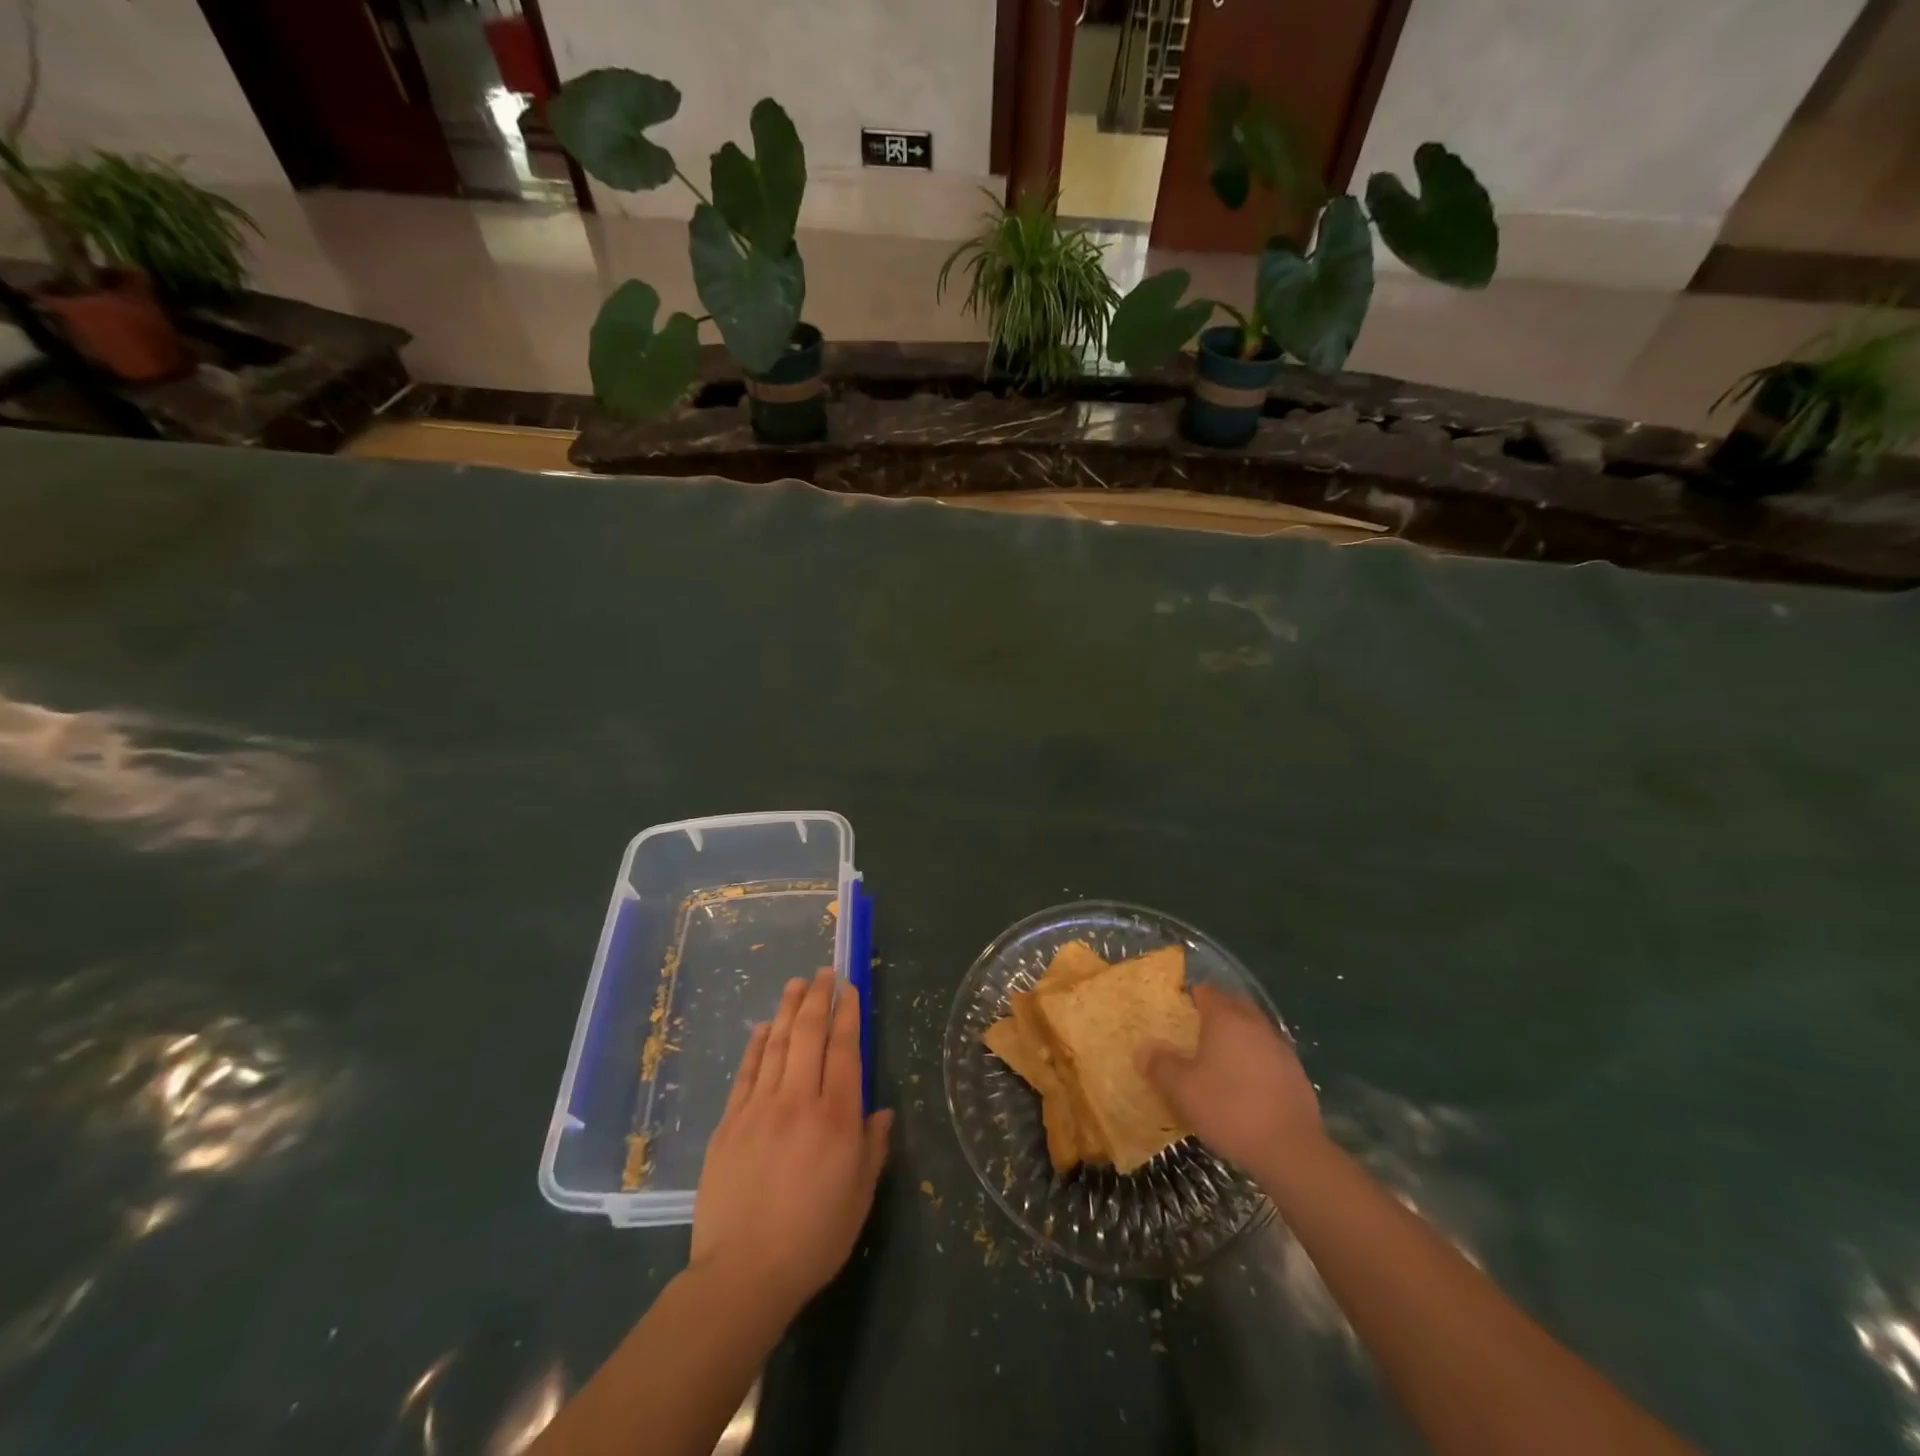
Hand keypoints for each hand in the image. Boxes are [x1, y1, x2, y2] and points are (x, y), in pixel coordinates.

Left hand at [691, 969, 892, 1317]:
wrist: (742, 1275)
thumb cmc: (812, 1239)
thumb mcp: (859, 1198)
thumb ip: (872, 1148)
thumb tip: (882, 1110)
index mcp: (836, 1118)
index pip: (845, 1050)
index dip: (848, 1015)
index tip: (849, 989)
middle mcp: (799, 1101)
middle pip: (809, 1035)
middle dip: (818, 998)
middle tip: (824, 972)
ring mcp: (759, 1108)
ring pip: (776, 1044)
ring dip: (788, 1009)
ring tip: (796, 983)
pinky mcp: (729, 1122)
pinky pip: (746, 1072)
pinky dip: (757, 1044)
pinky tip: (763, 1027)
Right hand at [1141, 983, 1322, 1174]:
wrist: (1290, 1149)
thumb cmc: (1229, 1109)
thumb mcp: (1182, 1090)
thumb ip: (1161, 1065)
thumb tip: (1144, 1049)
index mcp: (1226, 1019)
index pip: (1206, 992)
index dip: (1191, 996)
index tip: (1178, 1008)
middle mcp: (1255, 1024)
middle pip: (1234, 1004)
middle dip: (1217, 1009)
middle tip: (1196, 1027)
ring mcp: (1279, 1048)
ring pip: (1254, 1028)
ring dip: (1238, 1034)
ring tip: (1220, 1055)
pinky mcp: (1296, 1073)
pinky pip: (1268, 1053)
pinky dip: (1255, 1058)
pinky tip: (1246, 1081)